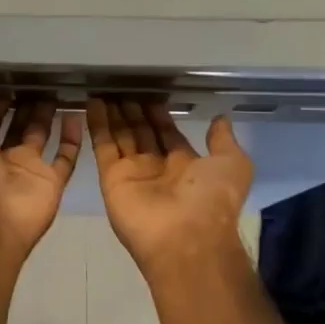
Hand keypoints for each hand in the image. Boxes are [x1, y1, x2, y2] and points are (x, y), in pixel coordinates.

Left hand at [0, 96, 82, 256]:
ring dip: (46, 116)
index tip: (8, 83)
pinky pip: (66, 157)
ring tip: (56, 90)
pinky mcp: (52, 181)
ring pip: (41, 137)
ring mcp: (28, 170)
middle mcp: (2, 160)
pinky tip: (76, 114)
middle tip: (37, 81)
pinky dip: (72, 138)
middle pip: (16, 128)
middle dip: (24, 107)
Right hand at [88, 99, 254, 278]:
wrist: (185, 236)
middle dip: (132, 112)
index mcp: (186, 166)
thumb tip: (221, 119)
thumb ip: (223, 141)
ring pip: (120, 137)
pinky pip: (102, 146)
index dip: (159, 115)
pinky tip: (92, 103)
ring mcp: (132, 173)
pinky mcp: (111, 178)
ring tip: (104, 90)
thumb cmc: (212, 198)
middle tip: (121, 87)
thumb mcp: (233, 164)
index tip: (150, 94)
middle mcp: (157, 168)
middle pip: (141, 134)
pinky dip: (97, 125)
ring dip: (113, 114)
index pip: (168, 134)